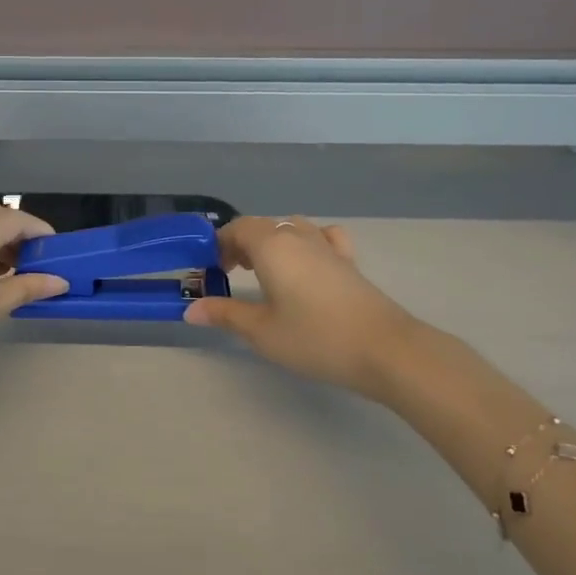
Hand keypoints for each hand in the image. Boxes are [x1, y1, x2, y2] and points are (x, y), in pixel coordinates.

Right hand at [185, 217, 414, 398]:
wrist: (384, 349)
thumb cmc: (314, 337)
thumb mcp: (261, 331)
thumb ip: (225, 314)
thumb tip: (191, 309)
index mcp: (272, 246)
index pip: (238, 228)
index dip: (219, 243)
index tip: (210, 269)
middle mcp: (298, 236)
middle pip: (263, 226)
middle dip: (241, 244)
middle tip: (230, 274)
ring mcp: (328, 246)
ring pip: (292, 228)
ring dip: (272, 241)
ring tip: (264, 269)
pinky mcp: (349, 262)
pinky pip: (322, 237)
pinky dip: (307, 242)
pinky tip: (307, 262)